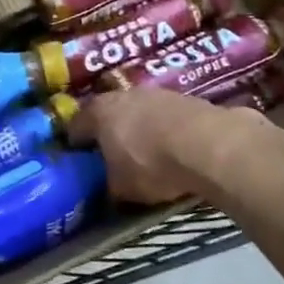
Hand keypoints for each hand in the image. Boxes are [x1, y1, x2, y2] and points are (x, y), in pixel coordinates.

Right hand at [69, 87, 259, 206]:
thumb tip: (105, 190)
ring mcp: (154, 93)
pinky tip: (175, 149)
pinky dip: (165, 129)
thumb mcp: (122, 188)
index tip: (79, 161)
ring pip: (138, 111)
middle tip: (112, 156)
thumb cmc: (152, 164)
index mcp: (97, 113)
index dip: (75, 145)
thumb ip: (107, 186)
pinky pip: (165, 116)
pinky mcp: (184, 98)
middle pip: (108, 114)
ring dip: (139, 128)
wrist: (208, 144)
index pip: (75, 126)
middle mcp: (121, 95)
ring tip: (147, 153)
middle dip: (108, 133)